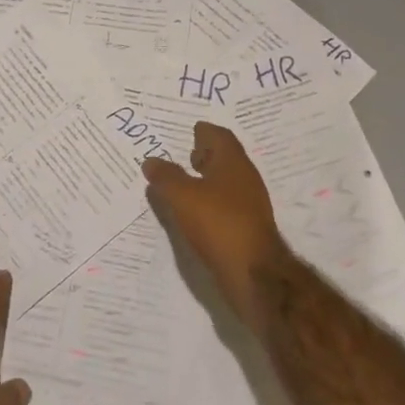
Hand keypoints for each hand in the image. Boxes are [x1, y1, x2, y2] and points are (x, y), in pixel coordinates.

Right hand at [143, 121, 287, 320]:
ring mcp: (248, 205)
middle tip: (184, 154)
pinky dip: (209, 203)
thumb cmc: (218, 223)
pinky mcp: (246, 228)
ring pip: (225, 183)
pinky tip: (194, 213)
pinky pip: (225, 206)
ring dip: (206, 180)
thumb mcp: (183, 196)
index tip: (189, 131)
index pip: (220, 136)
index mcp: (233, 162)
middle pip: (225, 158)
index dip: (204, 132)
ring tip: (182, 185)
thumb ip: (166, 176)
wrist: (253, 273)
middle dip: (206, 155)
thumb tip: (151, 160)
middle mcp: (245, 179)